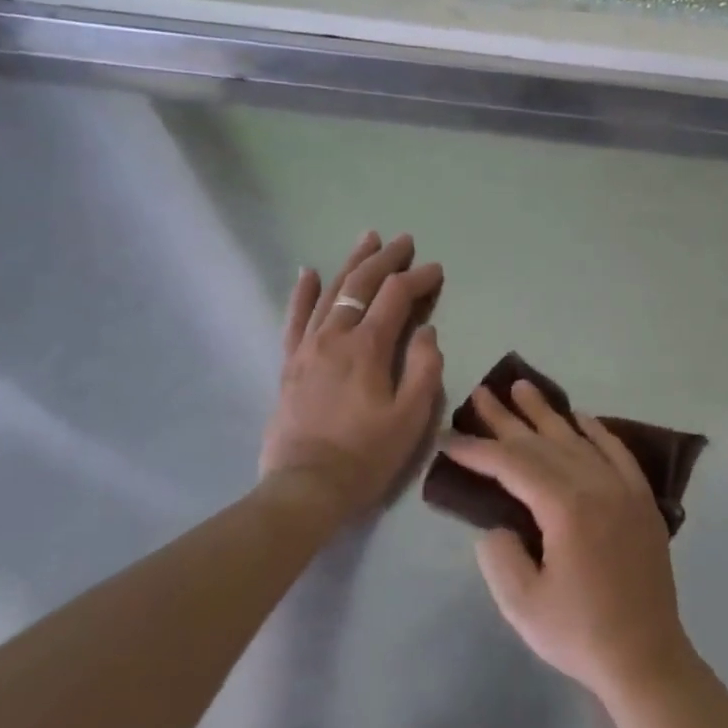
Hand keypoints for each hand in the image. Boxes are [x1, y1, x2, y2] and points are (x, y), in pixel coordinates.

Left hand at [261, 232, 444, 523]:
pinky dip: (302, 292)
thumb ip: (425, 369)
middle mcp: (335, 336)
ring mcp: (307, 348)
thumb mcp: (411, 417)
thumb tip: (426, 331)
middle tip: (404, 241)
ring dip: (351, 264)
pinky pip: (295, 318)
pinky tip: (308, 272)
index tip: (437, 270)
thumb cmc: (366, 455)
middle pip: (360, 284)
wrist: (306, 487)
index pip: (396, 297)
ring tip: (367, 240)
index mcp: (368, 347)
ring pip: (330, 293)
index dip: (418, 278)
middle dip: (385, 259)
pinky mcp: (290, 364)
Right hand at [442, 380, 698, 706]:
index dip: (478, 450)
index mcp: (566, 508)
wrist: (646, 658)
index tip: (449, 438)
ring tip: (523, 387)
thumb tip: (498, 523)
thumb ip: (499, 555)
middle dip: (507, 420)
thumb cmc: (580, 634)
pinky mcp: (642, 501)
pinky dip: (597, 431)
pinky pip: (617, 452)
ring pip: (578, 439)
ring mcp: (624, 490)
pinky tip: (581, 417)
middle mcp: (597, 485)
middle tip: (481, 393)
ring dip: (548, 414)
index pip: (513, 465)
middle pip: (544, 443)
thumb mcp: (522, 604)